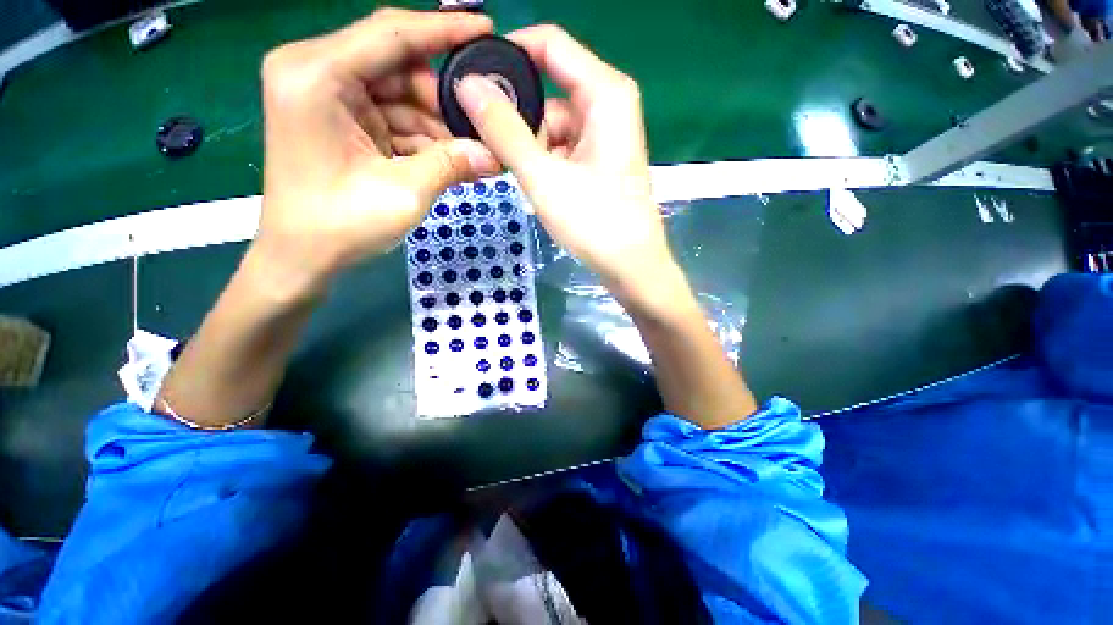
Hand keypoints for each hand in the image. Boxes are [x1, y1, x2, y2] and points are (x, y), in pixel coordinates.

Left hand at [257, 8, 499, 293]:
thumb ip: (451, 165)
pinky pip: (391, 117)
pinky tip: (451, 157)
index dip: (444, 29)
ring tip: (472, 149)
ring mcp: (327, 97)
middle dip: (443, 97)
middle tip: (482, 122)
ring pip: (399, 94)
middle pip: (397, 64)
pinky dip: (421, 137)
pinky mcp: (339, 121)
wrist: (301, 258)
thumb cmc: (340, 226)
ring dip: (436, 124)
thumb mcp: (403, 193)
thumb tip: (495, 155)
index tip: (487, 29)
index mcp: (316, 74)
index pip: (391, 33)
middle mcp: (315, 72)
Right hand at [454, 26, 680, 308]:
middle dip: (515, 112)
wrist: (630, 266)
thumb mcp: (543, 176)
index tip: (472, 78)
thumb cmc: (594, 222)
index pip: (548, 44)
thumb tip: (467, 84)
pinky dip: (543, 158)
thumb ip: (504, 130)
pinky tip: (532, 180)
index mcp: (604, 92)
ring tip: (509, 170)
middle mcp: (608, 104)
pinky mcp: (600, 159)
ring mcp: (605, 134)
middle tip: (485, 140)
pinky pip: (563, 145)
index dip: (507, 54)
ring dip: (528, 142)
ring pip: (553, 122)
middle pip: (549, 87)